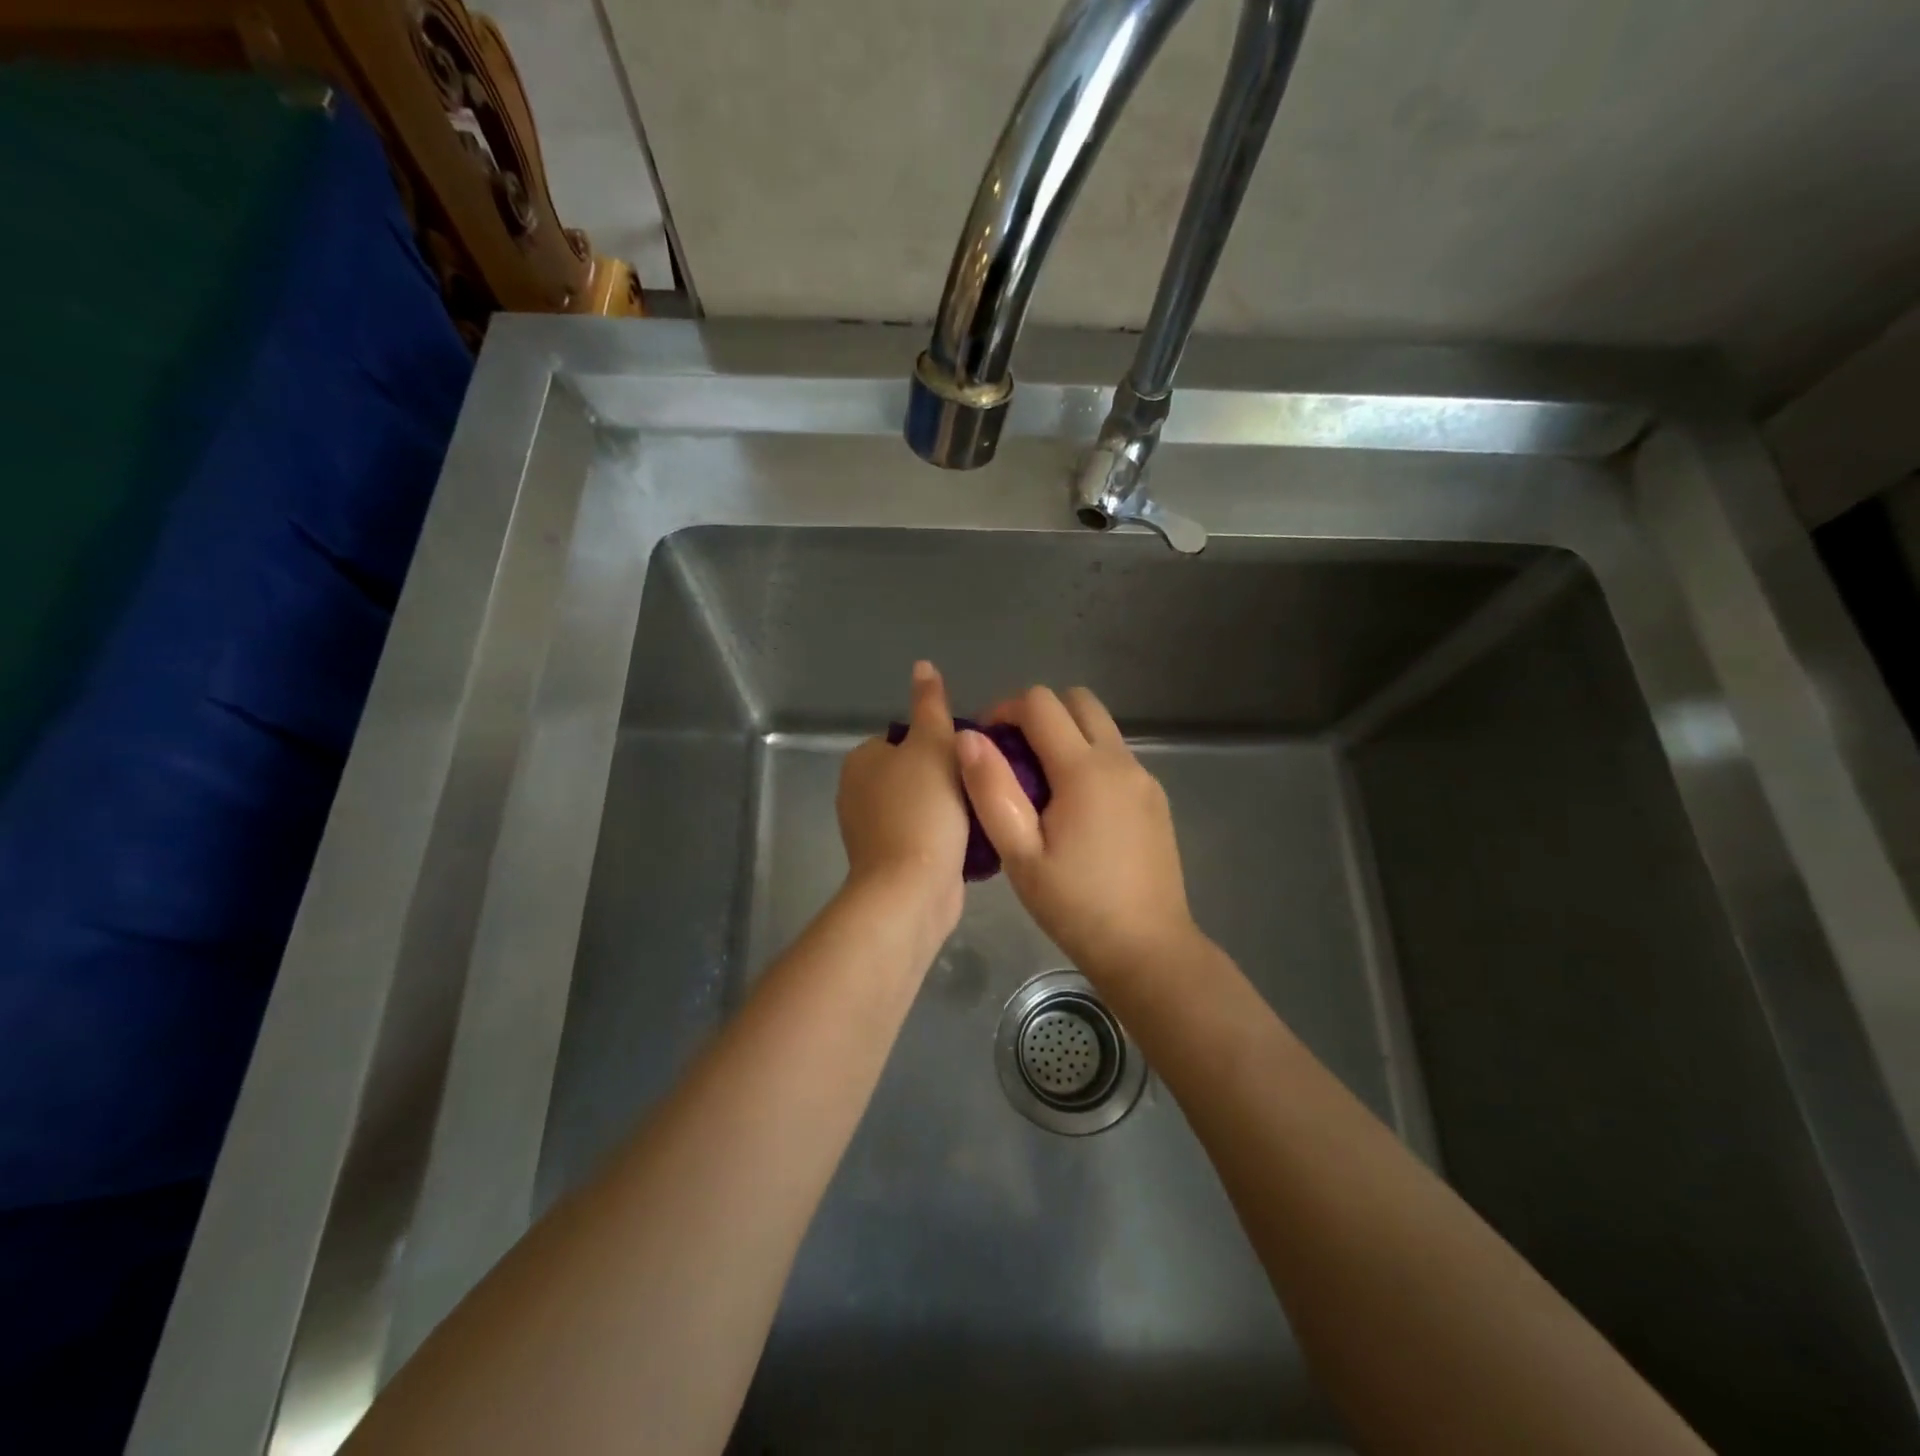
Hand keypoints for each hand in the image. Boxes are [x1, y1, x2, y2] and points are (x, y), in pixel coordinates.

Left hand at [836, 661, 969, 937]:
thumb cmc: (923, 810)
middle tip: (980, 783)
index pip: (907, 737)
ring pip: (923, 803)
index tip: (970, 758)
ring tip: (982, 809)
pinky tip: (970, 839)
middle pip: (916, 771)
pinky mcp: (890, 860)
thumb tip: (922, 665)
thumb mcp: (934, 746)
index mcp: (861, 761)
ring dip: (951, 806)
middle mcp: (858, 792)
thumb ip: (930, 705)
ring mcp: (872, 829)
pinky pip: (924, 834)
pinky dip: (944, 834)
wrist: (913, 889)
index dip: (942, 744)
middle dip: (949, 776)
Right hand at [956, 685, 1196, 982]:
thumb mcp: (1020, 854)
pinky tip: (1073, 809)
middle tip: (1012, 754)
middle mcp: (1120, 761)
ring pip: (1100, 726)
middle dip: (1038, 712)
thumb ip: (992, 789)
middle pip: (1078, 700)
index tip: (985, 741)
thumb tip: (968, 737)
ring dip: (1065, 734)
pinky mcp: (1155, 798)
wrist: (1148, 949)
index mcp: (1084, 769)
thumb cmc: (1075, 906)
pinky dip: (1088, 758)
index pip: (1040, 703)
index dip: (1004, 709)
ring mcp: (1144, 778)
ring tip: (1038, 784)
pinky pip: (1116, 756)